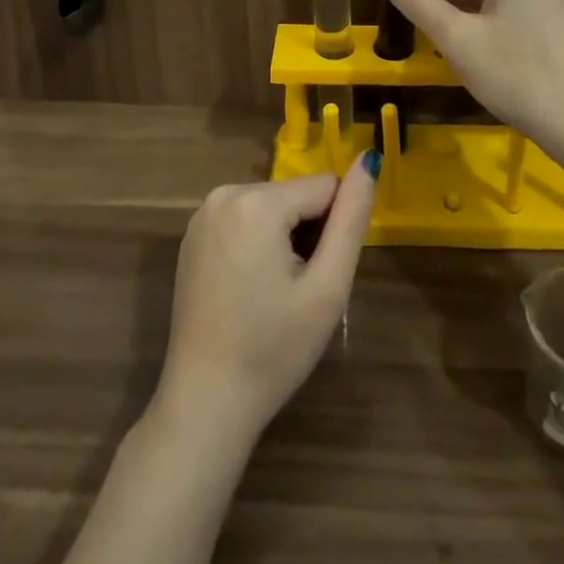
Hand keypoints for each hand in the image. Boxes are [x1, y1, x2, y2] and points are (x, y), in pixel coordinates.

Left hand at [156, 160, 377, 441]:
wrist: (205, 405)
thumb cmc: (274, 350)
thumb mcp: (327, 287)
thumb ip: (351, 218)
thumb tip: (369, 159)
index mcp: (256, 201)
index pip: (324, 187)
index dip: (334, 230)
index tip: (320, 276)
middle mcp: (224, 193)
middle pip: (295, 196)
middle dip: (307, 233)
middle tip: (299, 292)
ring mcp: (204, 213)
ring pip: (272, 206)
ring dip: (284, 238)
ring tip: (276, 294)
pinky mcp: (193, 234)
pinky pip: (245, 219)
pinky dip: (258, 243)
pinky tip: (251, 290)